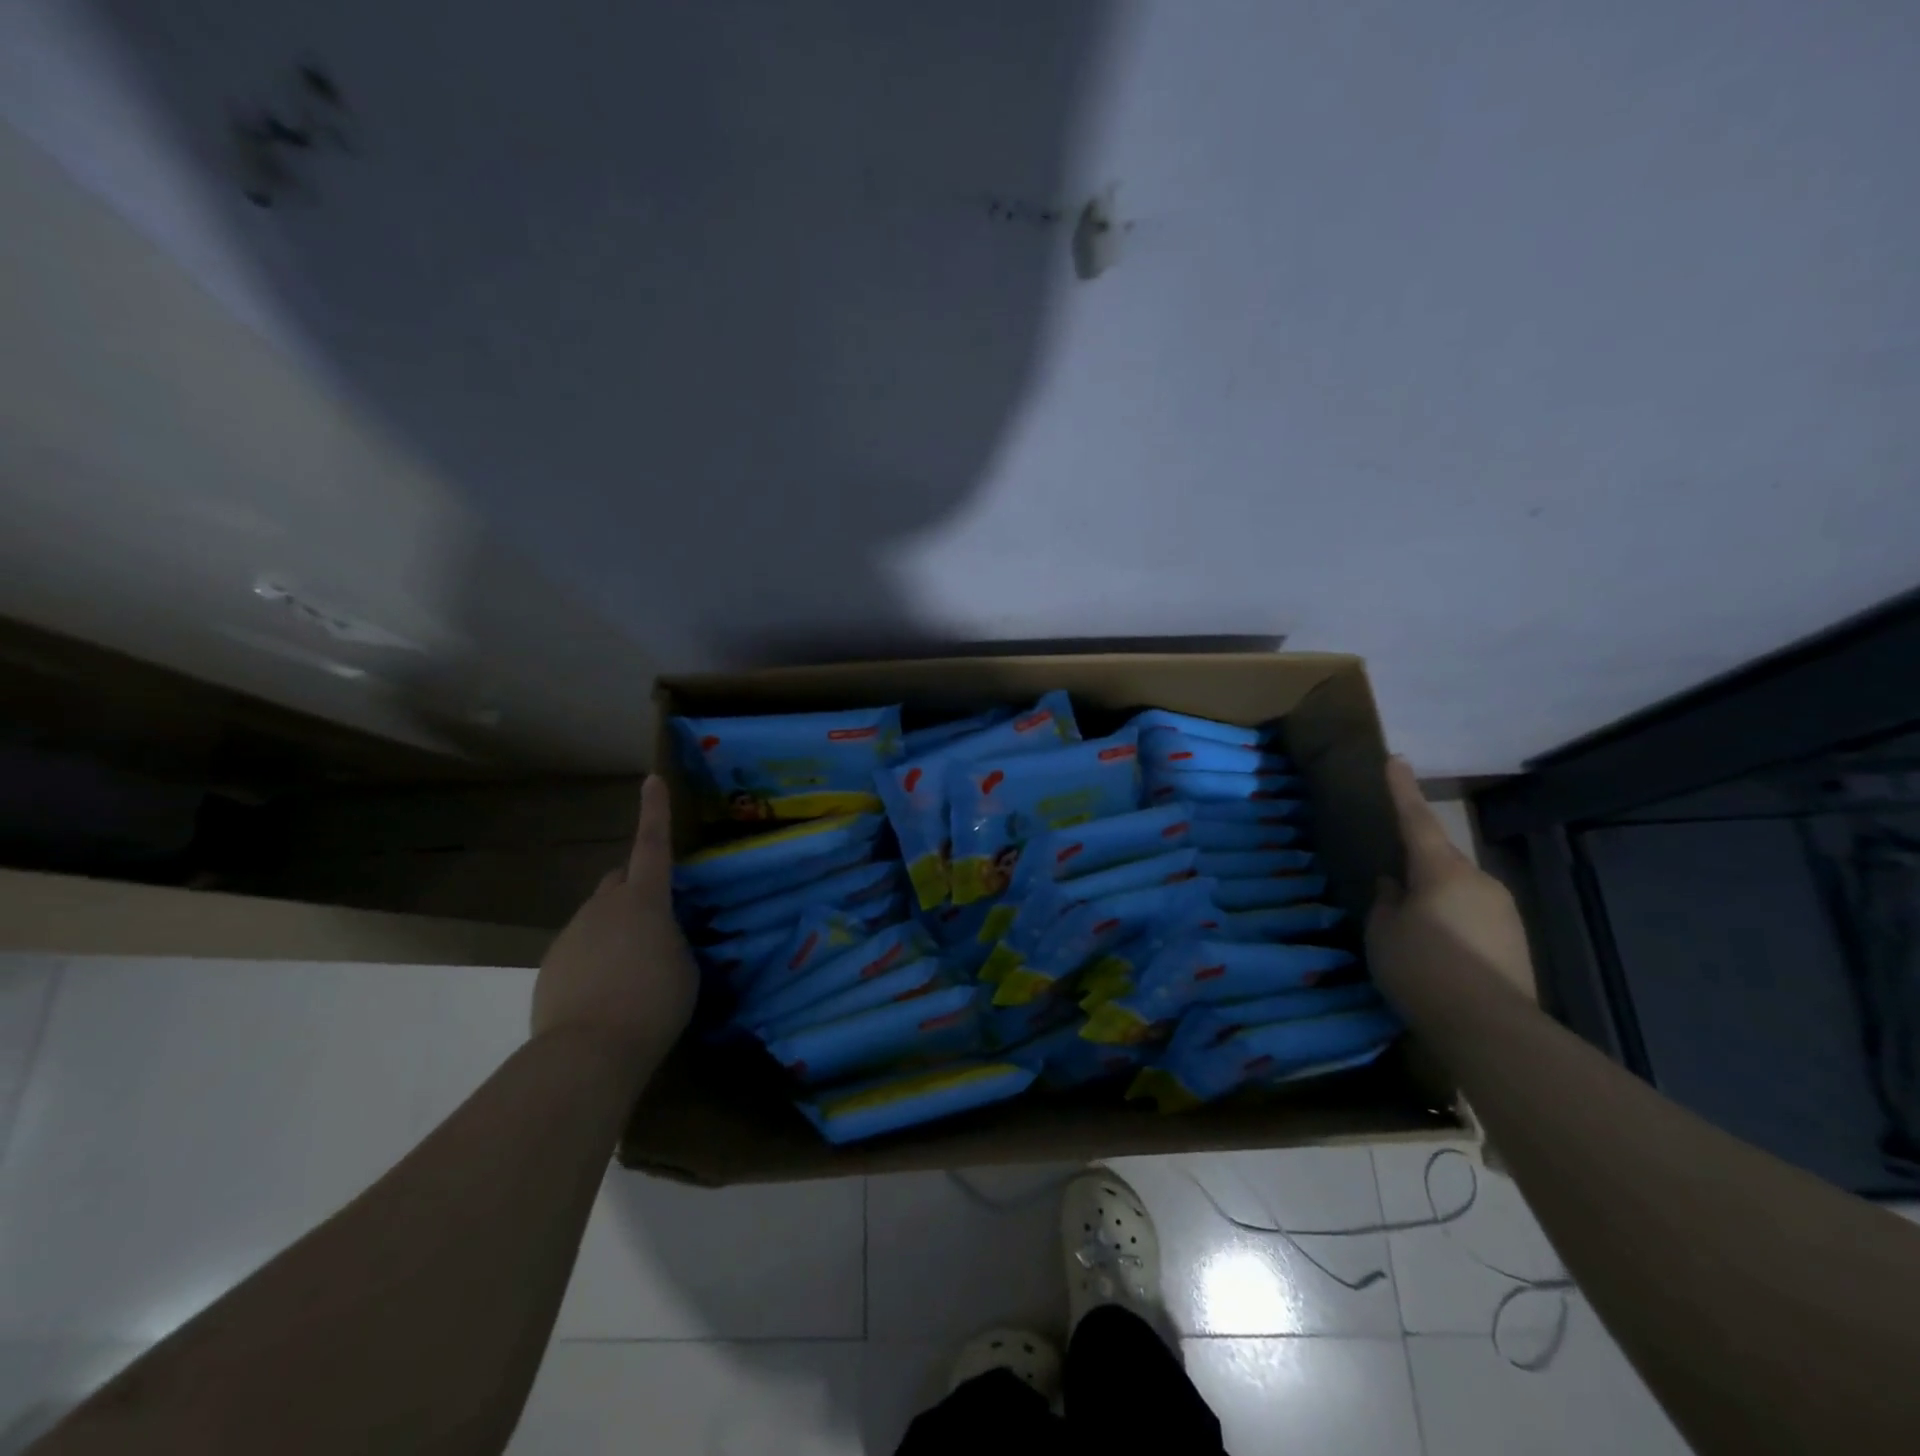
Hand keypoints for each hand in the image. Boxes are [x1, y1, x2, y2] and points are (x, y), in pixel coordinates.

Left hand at [532, 775, 697, 1065]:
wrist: (588, 1051)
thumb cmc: (654, 1002)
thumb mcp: (685, 966)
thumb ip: (673, 939)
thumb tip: (659, 937)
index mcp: (644, 901)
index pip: (652, 845)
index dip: (655, 812)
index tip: (651, 779)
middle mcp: (603, 907)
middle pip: (619, 880)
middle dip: (636, 888)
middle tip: (655, 919)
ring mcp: (571, 935)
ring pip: (599, 917)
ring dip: (616, 930)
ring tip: (632, 972)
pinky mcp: (550, 965)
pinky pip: (580, 949)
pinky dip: (595, 959)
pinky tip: (606, 993)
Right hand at [1365, 757, 1535, 1004]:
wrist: (1491, 1027)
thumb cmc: (1423, 967)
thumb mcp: (1384, 932)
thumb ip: (1386, 902)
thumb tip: (1394, 885)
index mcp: (1441, 870)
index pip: (1416, 819)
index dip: (1402, 789)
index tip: (1396, 758)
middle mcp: (1478, 880)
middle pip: (1440, 860)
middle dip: (1417, 866)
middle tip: (1392, 884)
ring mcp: (1503, 911)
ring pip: (1458, 890)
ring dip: (1436, 899)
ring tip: (1413, 928)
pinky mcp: (1516, 941)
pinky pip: (1474, 917)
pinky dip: (1453, 923)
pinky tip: (1440, 951)